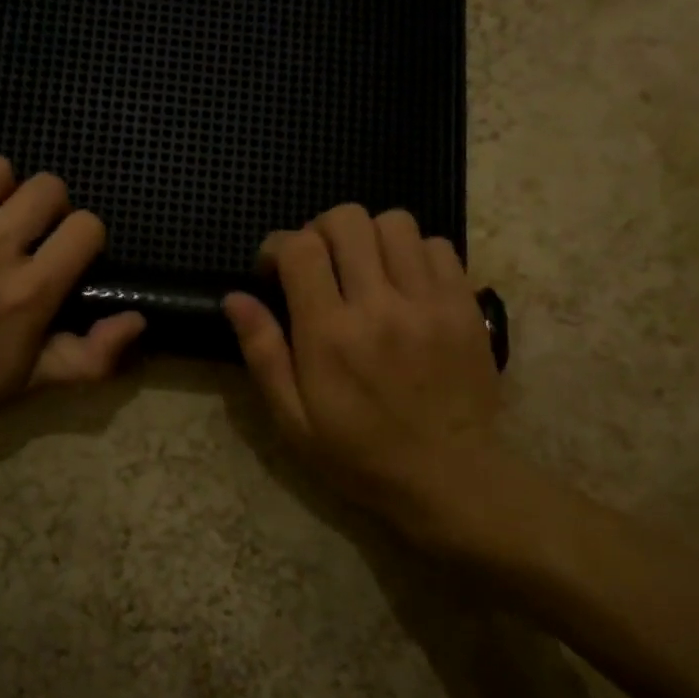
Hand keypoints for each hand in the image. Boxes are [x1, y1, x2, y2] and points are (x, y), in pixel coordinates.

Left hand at [0, 156, 142, 454]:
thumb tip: (138, 319)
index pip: (87, 226)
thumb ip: (90, 356)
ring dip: (0, 190)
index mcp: (30, 291)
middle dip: (48, 206)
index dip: (84, 237)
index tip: (66, 254)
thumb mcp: (25, 385)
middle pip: (48, 186)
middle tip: (26, 234)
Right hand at [222, 204, 502, 547]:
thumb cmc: (360, 454)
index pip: (301, 248)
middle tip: (318, 263)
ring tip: (364, 267)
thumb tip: (234, 298)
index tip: (273, 269)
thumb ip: (263, 353)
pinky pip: (437, 245)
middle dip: (321, 231)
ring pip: (394, 222)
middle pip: (347, 220)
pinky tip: (404, 281)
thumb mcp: (293, 419)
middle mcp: (379, 306)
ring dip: (369, 235)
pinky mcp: (464, 304)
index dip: (278, 245)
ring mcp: (428, 301)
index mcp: (330, 335)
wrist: (451, 477)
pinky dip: (413, 251)